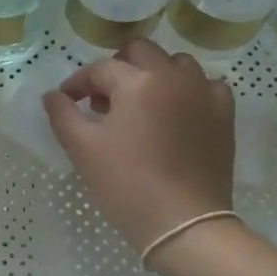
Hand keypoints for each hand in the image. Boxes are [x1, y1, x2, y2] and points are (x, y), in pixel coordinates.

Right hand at [44, 40, 233, 256]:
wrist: (184, 223)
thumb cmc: (127, 185)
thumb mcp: (83, 150)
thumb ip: (63, 115)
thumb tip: (52, 94)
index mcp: (137, 81)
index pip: (100, 69)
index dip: (78, 82)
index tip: (67, 100)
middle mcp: (174, 76)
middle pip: (141, 52)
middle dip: (117, 68)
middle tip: (103, 99)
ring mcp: (204, 93)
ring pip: (176, 64)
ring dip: (154, 74)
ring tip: (141, 104)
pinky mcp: (224, 114)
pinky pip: (205, 86)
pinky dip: (188, 91)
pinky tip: (177, 112)